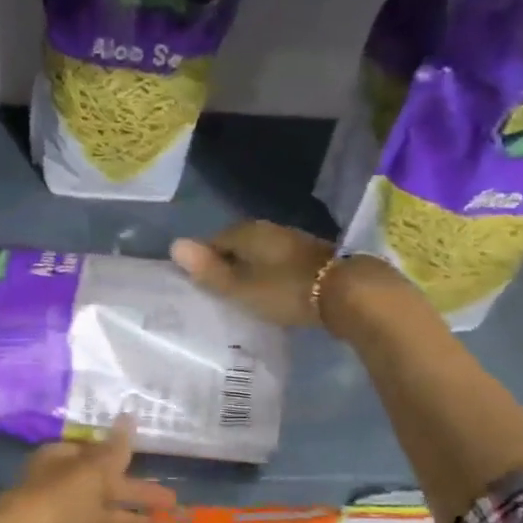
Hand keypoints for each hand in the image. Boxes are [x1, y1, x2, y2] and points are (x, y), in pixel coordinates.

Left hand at [0, 417, 176, 522]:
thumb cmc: (53, 501)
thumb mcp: (89, 471)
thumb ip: (114, 449)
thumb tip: (130, 416)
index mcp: (63, 459)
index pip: (96, 452)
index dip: (122, 455)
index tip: (151, 459)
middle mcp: (66, 485)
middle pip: (107, 484)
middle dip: (139, 491)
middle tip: (175, 500)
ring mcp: (68, 516)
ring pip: (110, 513)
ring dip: (141, 519)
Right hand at [171, 220, 334, 327]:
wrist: (347, 293)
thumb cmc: (285, 290)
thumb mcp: (240, 286)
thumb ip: (209, 270)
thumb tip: (174, 245)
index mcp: (247, 232)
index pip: (214, 240)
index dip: (203, 261)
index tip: (198, 284)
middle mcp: (269, 229)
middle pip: (238, 245)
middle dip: (227, 263)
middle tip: (218, 291)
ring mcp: (293, 241)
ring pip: (260, 253)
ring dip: (250, 269)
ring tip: (242, 293)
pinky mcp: (311, 257)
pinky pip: (278, 262)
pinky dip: (270, 274)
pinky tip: (270, 291)